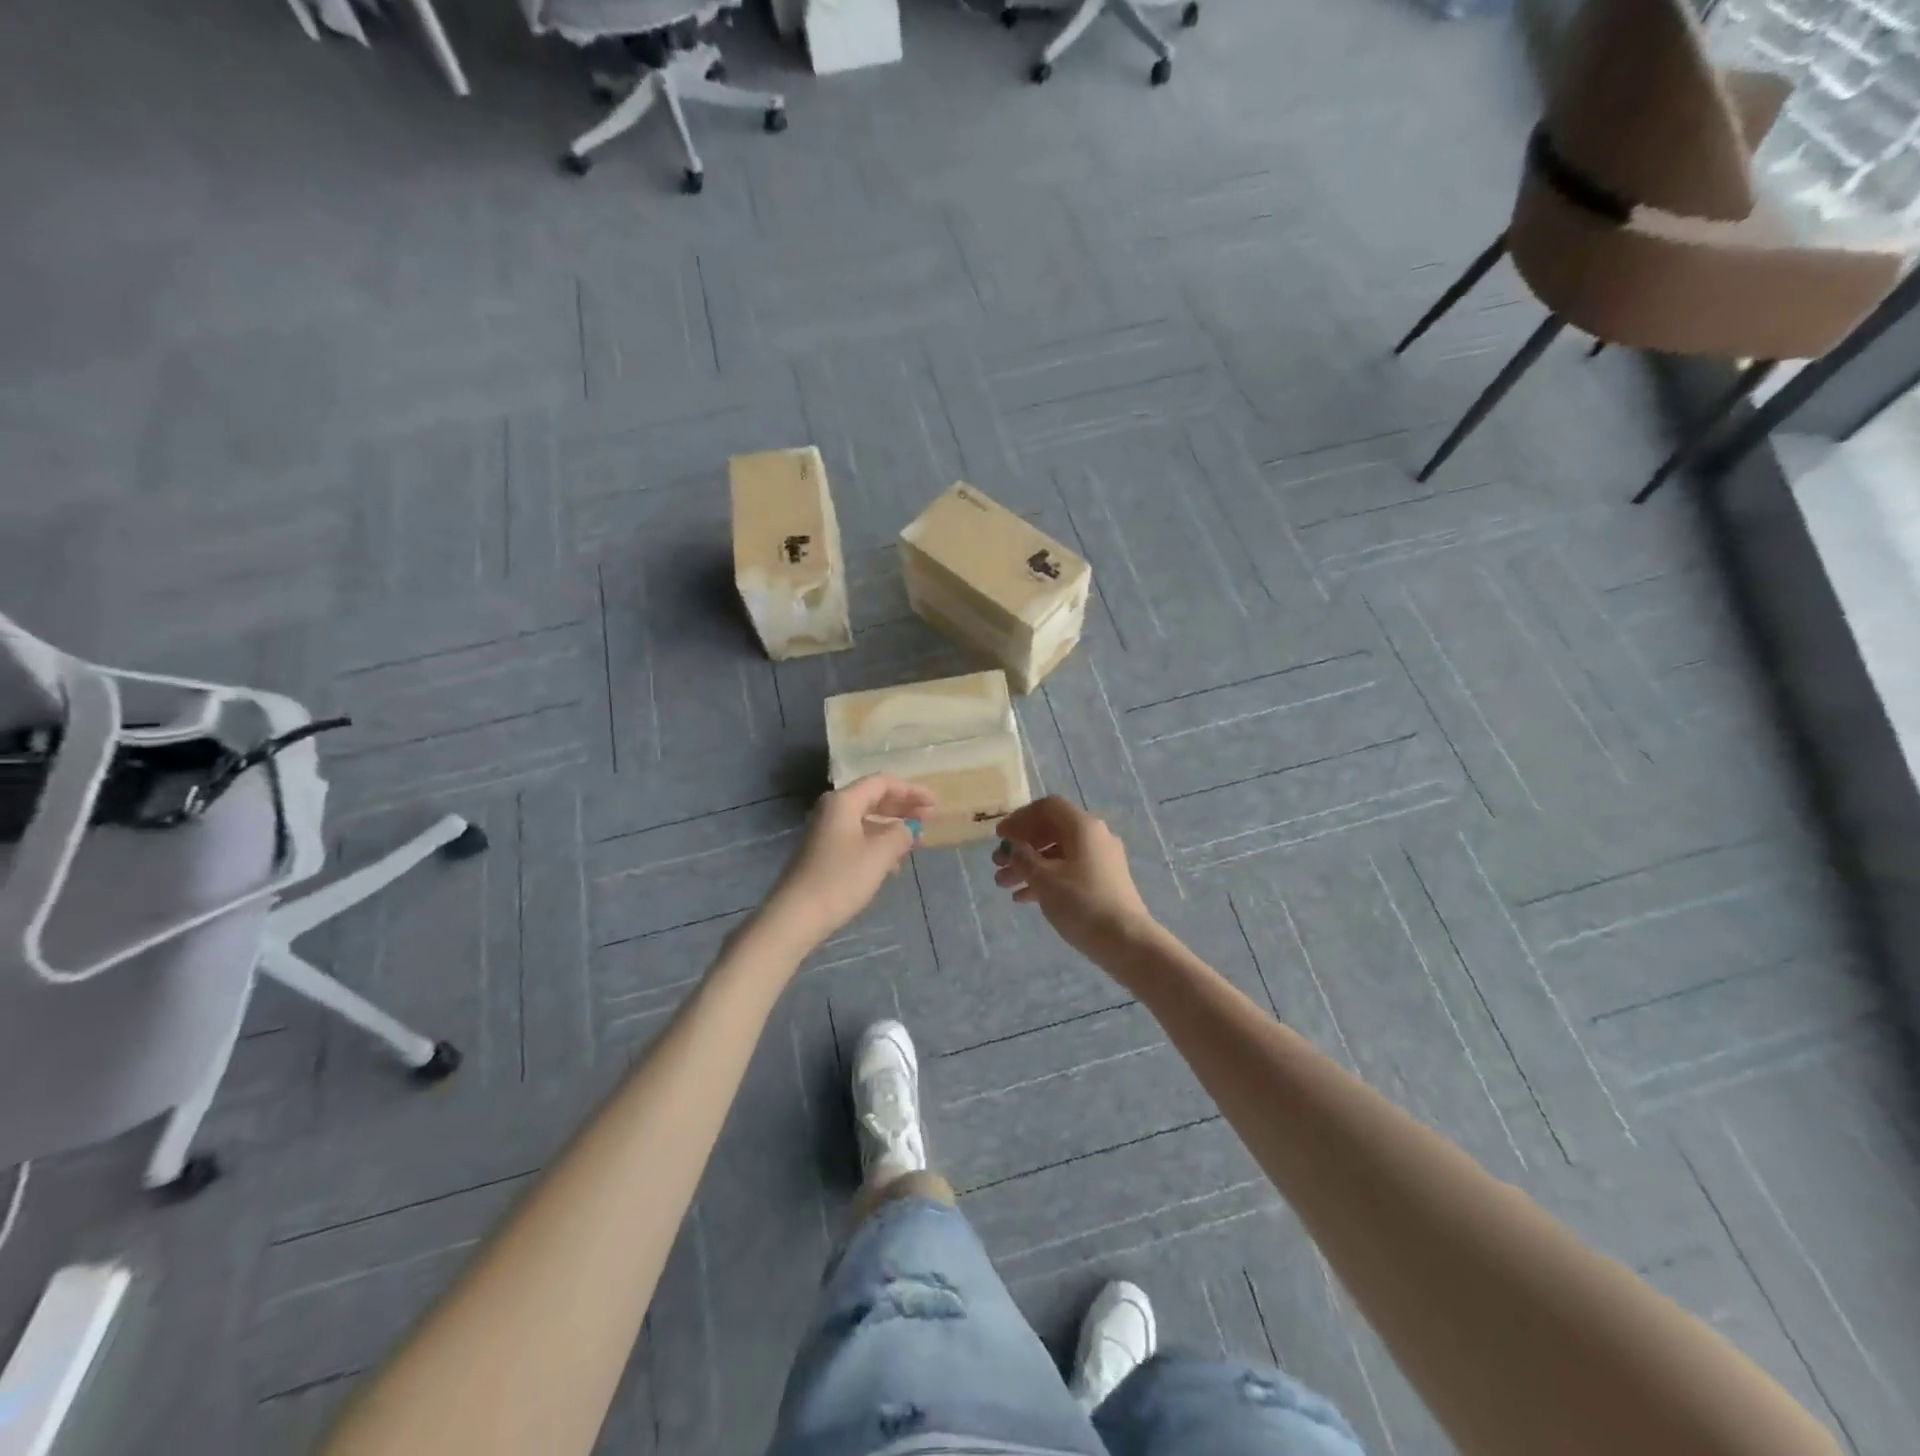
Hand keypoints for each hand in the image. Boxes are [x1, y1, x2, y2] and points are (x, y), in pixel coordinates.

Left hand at [761, 774, 934, 951]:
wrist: (796, 915)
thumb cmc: (840, 879)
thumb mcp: (878, 855)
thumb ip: (900, 835)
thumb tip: (908, 828)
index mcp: (844, 801)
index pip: (883, 783)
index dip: (912, 790)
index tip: (935, 804)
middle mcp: (833, 809)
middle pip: (874, 798)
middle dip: (903, 807)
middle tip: (930, 819)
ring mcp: (826, 831)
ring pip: (866, 820)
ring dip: (892, 827)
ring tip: (917, 841)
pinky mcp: (824, 852)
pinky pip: (857, 837)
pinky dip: (878, 843)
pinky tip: (893, 863)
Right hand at [993, 796, 1155, 959]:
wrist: (1126, 941)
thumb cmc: (1081, 903)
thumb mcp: (1044, 879)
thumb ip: (1023, 857)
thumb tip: (1012, 846)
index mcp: (1083, 827)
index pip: (1047, 807)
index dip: (1020, 818)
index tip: (1000, 837)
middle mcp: (1095, 836)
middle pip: (1051, 830)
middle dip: (1021, 846)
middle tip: (997, 863)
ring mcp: (1102, 860)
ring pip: (1058, 854)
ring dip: (1029, 865)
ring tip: (1003, 884)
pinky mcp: (1104, 882)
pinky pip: (1069, 871)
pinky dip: (1046, 879)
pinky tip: (1024, 899)